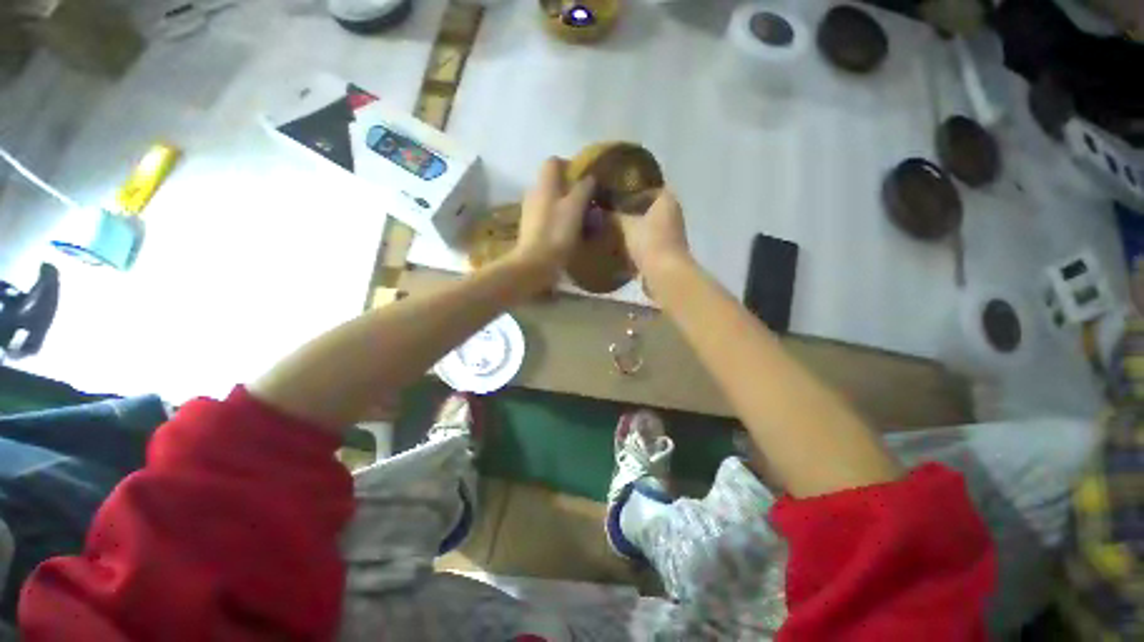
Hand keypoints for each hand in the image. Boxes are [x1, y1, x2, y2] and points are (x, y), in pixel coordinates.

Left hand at [508, 157, 594, 284]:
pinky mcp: (532, 229)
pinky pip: (549, 216)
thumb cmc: (556, 233)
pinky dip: (560, 219)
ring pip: (551, 200)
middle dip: (571, 188)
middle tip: (588, 201)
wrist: (536, 264)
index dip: (570, 166)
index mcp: (544, 184)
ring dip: (566, 205)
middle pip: (553, 182)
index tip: (585, 180)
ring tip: (582, 218)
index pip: (554, 162)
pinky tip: (570, 232)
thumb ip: (583, 188)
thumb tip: (589, 177)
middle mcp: (534, 194)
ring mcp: (531, 212)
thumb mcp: (575, 207)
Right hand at [618, 190, 693, 293]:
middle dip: (631, 213)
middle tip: (611, 214)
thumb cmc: (648, 242)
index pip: (650, 189)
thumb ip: (611, 216)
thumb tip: (596, 211)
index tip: (616, 198)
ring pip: (648, 230)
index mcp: (667, 202)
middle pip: (649, 211)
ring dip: (634, 232)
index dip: (633, 192)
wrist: (664, 275)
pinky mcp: (666, 255)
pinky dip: (636, 248)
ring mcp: (671, 237)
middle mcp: (673, 216)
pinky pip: (648, 246)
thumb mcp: (624, 225)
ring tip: (612, 232)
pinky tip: (620, 251)